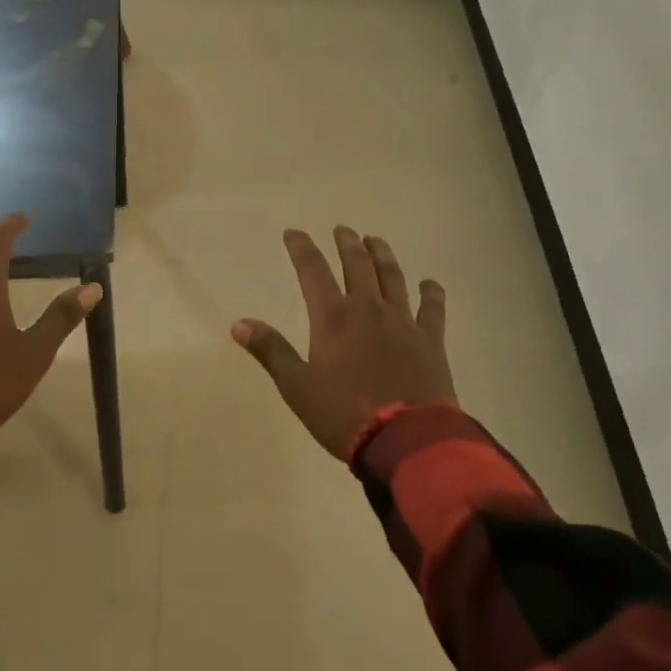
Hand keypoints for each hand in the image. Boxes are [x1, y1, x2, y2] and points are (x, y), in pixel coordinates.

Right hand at [232, 226, 454, 459]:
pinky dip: (430, 293)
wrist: (407, 440)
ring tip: (375, 240)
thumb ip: (271, 351)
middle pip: (357, 265)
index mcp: (334, 317)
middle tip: (343, 229)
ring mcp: (403, 321)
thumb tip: (239, 322)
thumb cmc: (344, 415)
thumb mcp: (297, 387)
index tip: (293, 232)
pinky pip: (431, 308)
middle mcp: (368, 308)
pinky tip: (429, 284)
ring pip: (392, 277)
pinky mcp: (430, 340)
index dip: (302, 248)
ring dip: (382, 255)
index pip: (313, 271)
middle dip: (347, 244)